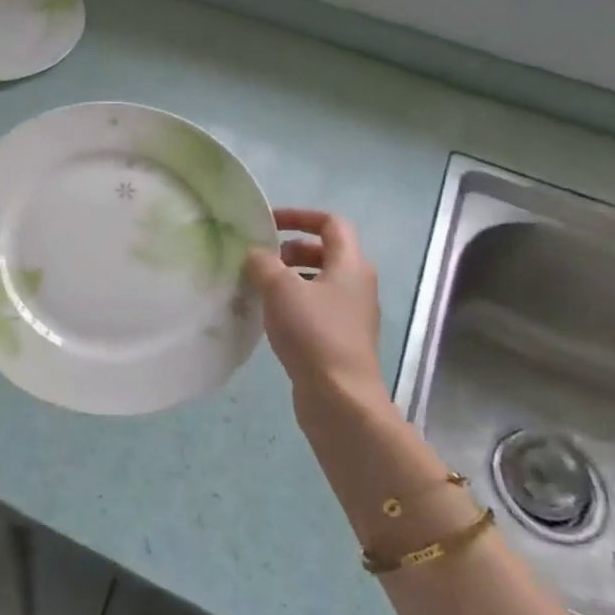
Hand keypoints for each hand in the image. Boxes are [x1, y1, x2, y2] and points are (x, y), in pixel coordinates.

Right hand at [246, 208, 383, 403]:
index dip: (300, 216)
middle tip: (262, 259)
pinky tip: (270, 318)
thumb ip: (263, 263)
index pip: (331, 223)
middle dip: (291, 249)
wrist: (340, 398)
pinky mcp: (341, 339)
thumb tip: (256, 254)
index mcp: (351, 264)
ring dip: (290, 277)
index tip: (269, 223)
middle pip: (326, 252)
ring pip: (320, 281)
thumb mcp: (280, 289)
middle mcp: (357, 284)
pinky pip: (316, 307)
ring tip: (259, 288)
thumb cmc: (313, 334)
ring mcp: (352, 314)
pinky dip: (294, 303)